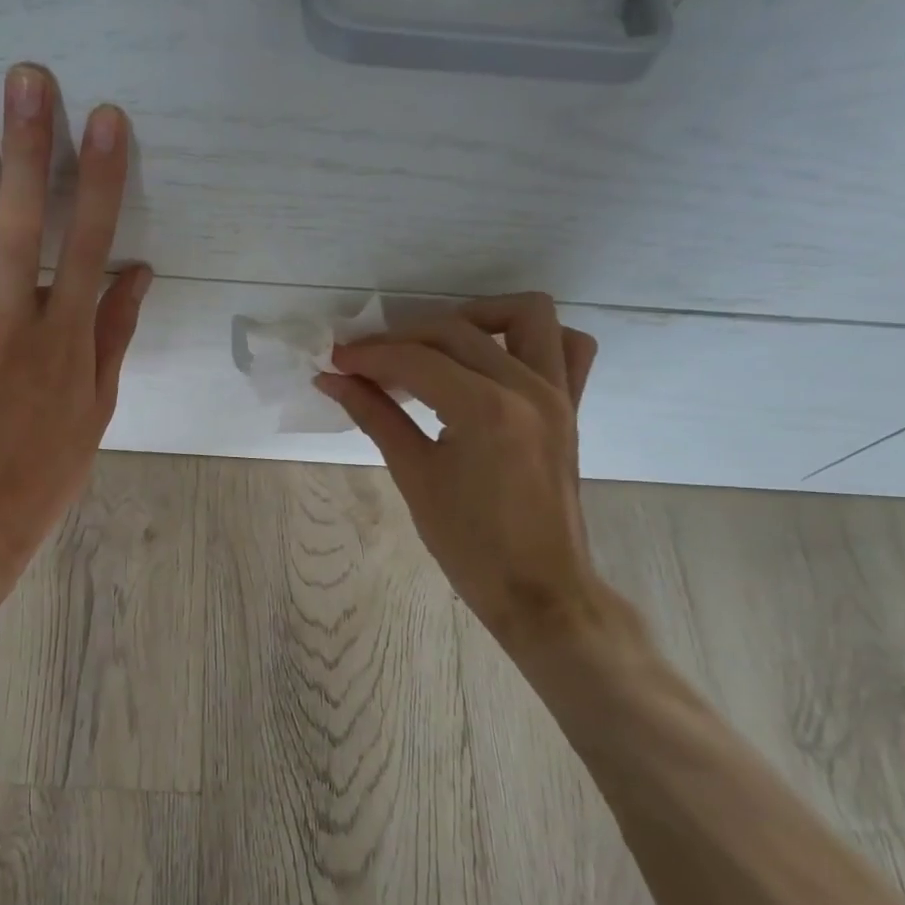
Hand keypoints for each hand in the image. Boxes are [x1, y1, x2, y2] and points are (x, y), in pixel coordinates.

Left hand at [0, 63, 150, 628]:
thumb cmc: (42, 470)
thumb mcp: (95, 409)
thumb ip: (112, 335)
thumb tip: (137, 271)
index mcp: (65, 342)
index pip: (89, 245)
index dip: (99, 179)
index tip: (105, 120)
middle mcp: (11, 322)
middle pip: (21, 223)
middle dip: (26, 146)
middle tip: (26, 78)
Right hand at [316, 293, 621, 646]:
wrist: (538, 588)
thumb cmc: (469, 544)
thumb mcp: (414, 475)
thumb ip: (374, 416)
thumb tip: (332, 381)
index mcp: (486, 410)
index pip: (416, 360)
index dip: (368, 355)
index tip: (334, 362)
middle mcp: (528, 388)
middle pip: (455, 331)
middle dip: (402, 339)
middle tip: (365, 364)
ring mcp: (558, 393)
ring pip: (525, 315)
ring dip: (475, 317)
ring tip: (434, 347)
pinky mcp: (572, 406)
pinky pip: (568, 347)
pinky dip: (531, 339)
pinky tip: (494, 358)